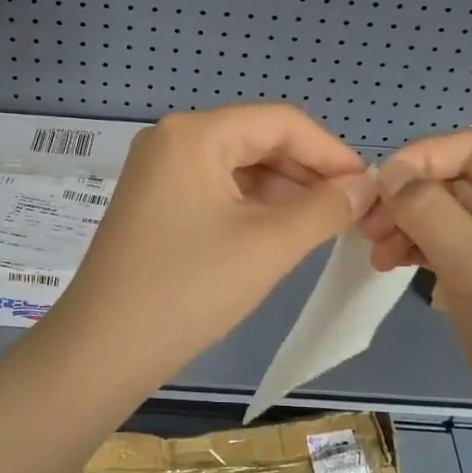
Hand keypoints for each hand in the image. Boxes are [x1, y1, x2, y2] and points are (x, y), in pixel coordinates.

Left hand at [51, 105, 374, 380]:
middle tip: (352, 211)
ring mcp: (158, 170)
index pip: (280, 122)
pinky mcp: (155, 201)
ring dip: (283, 191)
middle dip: (307, 173)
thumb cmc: (188, 290)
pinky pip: (215, 189)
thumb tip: (366, 186)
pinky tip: (283, 231)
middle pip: (257, 140)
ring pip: (238, 166)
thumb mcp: (267, 246)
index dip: (330, 152)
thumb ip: (324, 209)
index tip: (369, 187)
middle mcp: (172, 139)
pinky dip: (252, 206)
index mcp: (194, 133)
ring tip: (325, 224)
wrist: (101, 350)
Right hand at [359, 130, 471, 465]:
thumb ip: (429, 209)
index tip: (374, 191)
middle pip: (458, 182)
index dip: (419, 159)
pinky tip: (394, 266)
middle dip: (408, 197)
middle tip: (364, 229)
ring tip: (375, 254)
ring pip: (450, 217)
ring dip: (408, 225)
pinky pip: (453, 251)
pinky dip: (420, 251)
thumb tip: (389, 171)